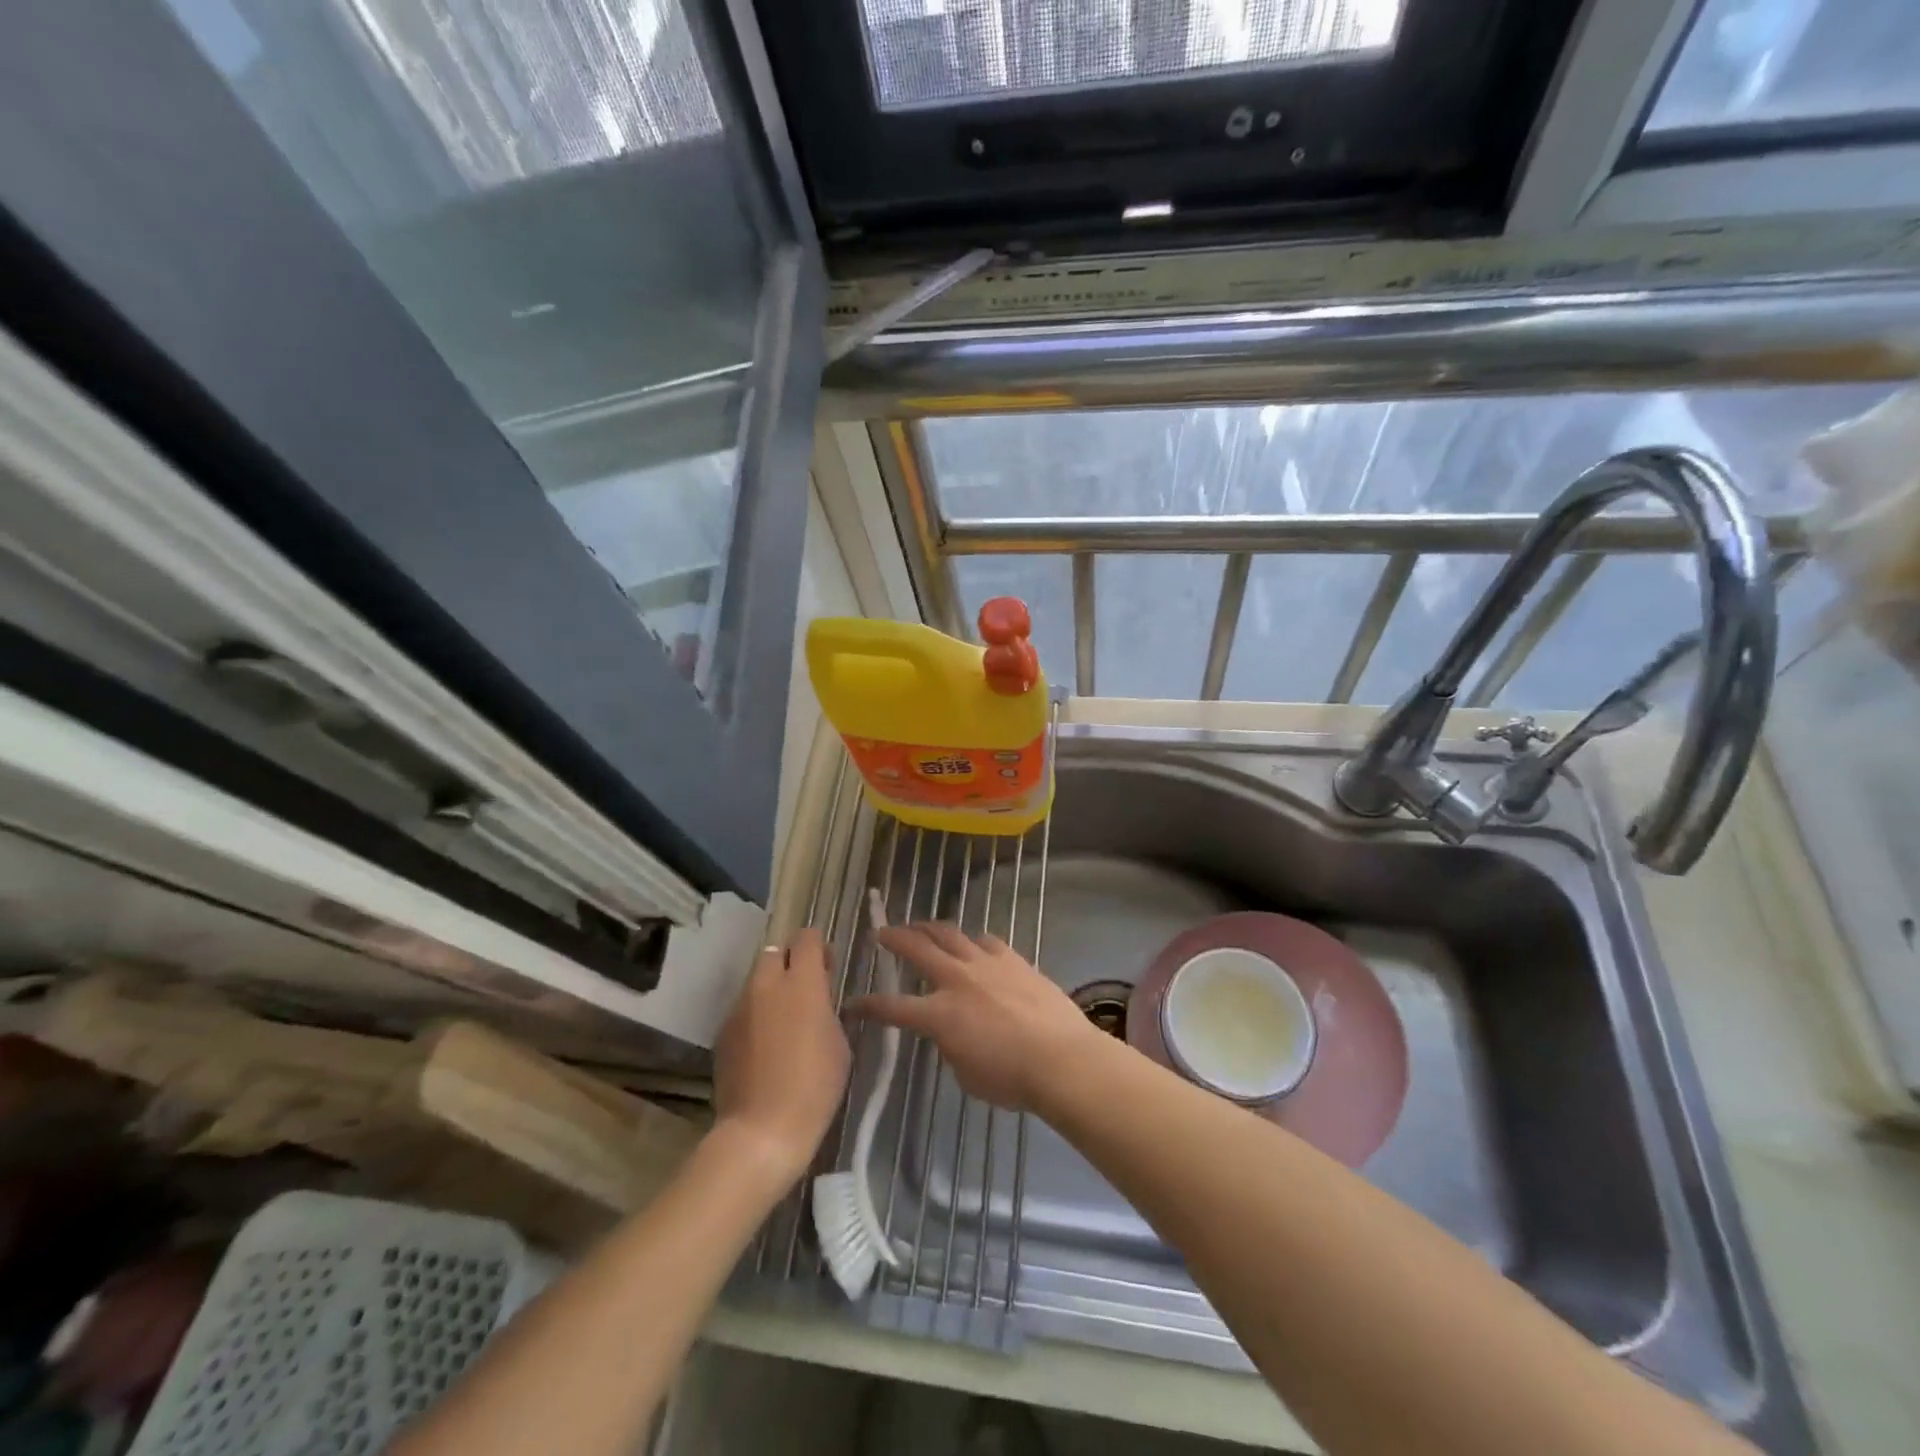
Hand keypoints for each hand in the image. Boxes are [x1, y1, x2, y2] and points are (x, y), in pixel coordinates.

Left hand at [712, 929, 850, 1185]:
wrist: (762, 1130)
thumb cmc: (815, 1085)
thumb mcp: (839, 1042)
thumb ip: (827, 1009)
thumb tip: (817, 999)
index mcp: (802, 982)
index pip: (806, 939)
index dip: (818, 946)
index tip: (827, 966)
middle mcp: (766, 985)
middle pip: (774, 951)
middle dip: (789, 961)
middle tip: (804, 989)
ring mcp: (739, 1007)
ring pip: (755, 981)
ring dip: (770, 989)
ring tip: (783, 1020)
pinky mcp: (723, 1031)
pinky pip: (743, 1009)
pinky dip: (755, 1015)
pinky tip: (764, 1045)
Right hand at [850, 923, 1100, 1111]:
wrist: (1061, 1058)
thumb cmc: (1011, 1079)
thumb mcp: (966, 1074)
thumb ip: (950, 1047)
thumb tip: (950, 1032)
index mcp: (939, 1015)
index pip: (892, 1007)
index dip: (868, 1005)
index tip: (853, 1003)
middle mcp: (956, 980)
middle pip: (917, 948)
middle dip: (894, 938)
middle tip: (881, 932)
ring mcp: (986, 964)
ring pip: (949, 933)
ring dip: (929, 927)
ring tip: (920, 926)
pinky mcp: (1013, 958)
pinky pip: (985, 940)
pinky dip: (971, 940)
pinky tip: (971, 943)